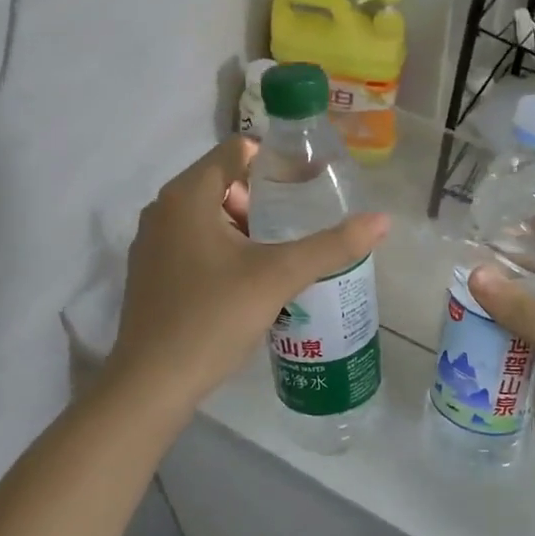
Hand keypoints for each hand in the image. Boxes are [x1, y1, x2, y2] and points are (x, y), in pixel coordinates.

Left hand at [107, 137, 388, 412]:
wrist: (151, 386)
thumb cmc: (213, 318)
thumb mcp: (279, 277)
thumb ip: (332, 245)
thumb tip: (383, 220)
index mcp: (187, 196)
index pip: (237, 150)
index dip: (276, 161)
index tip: (309, 185)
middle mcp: (162, 209)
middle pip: (224, 182)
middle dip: (264, 200)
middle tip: (299, 226)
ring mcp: (152, 243)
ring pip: (210, 216)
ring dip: (247, 228)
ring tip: (282, 256)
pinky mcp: (151, 273)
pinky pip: (195, 242)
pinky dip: (225, 249)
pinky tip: (249, 282)